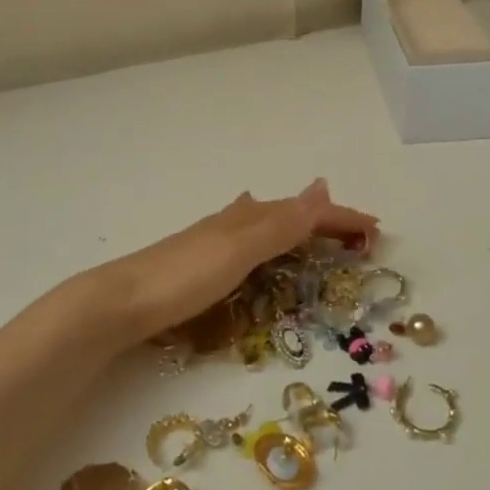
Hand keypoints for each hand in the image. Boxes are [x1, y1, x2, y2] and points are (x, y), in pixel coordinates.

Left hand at [100, 179, 377, 346]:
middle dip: (321, 219)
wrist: (114, 304)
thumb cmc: (182, 277)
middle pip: (287, 213)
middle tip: (352, 232)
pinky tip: (251, 244)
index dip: (341, 218)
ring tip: (311, 227)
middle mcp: (232, 222)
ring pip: (265, 224)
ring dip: (295, 225)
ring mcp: (212, 242)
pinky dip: (266, 239)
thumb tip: (323, 185)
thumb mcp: (239, 250)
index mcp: (247, 218)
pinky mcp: (197, 265)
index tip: (375, 229)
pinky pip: (247, 242)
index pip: (305, 211)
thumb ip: (281, 224)